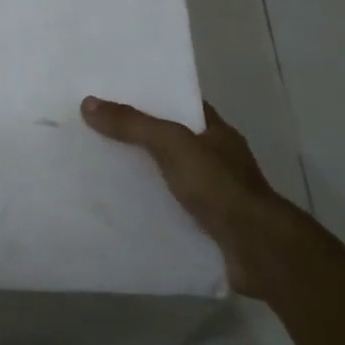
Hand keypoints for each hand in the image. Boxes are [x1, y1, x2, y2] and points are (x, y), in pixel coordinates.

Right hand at [81, 96, 297, 289]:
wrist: (255, 248)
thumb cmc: (218, 186)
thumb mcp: (172, 144)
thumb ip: (133, 124)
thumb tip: (88, 103)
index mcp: (216, 132)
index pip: (181, 105)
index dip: (151, 98)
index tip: (115, 96)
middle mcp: (217, 158)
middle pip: (171, 140)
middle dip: (139, 138)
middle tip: (96, 133)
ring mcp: (214, 193)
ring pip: (170, 176)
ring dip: (143, 175)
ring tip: (100, 170)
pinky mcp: (207, 225)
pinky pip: (171, 208)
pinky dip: (150, 207)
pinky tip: (122, 209)